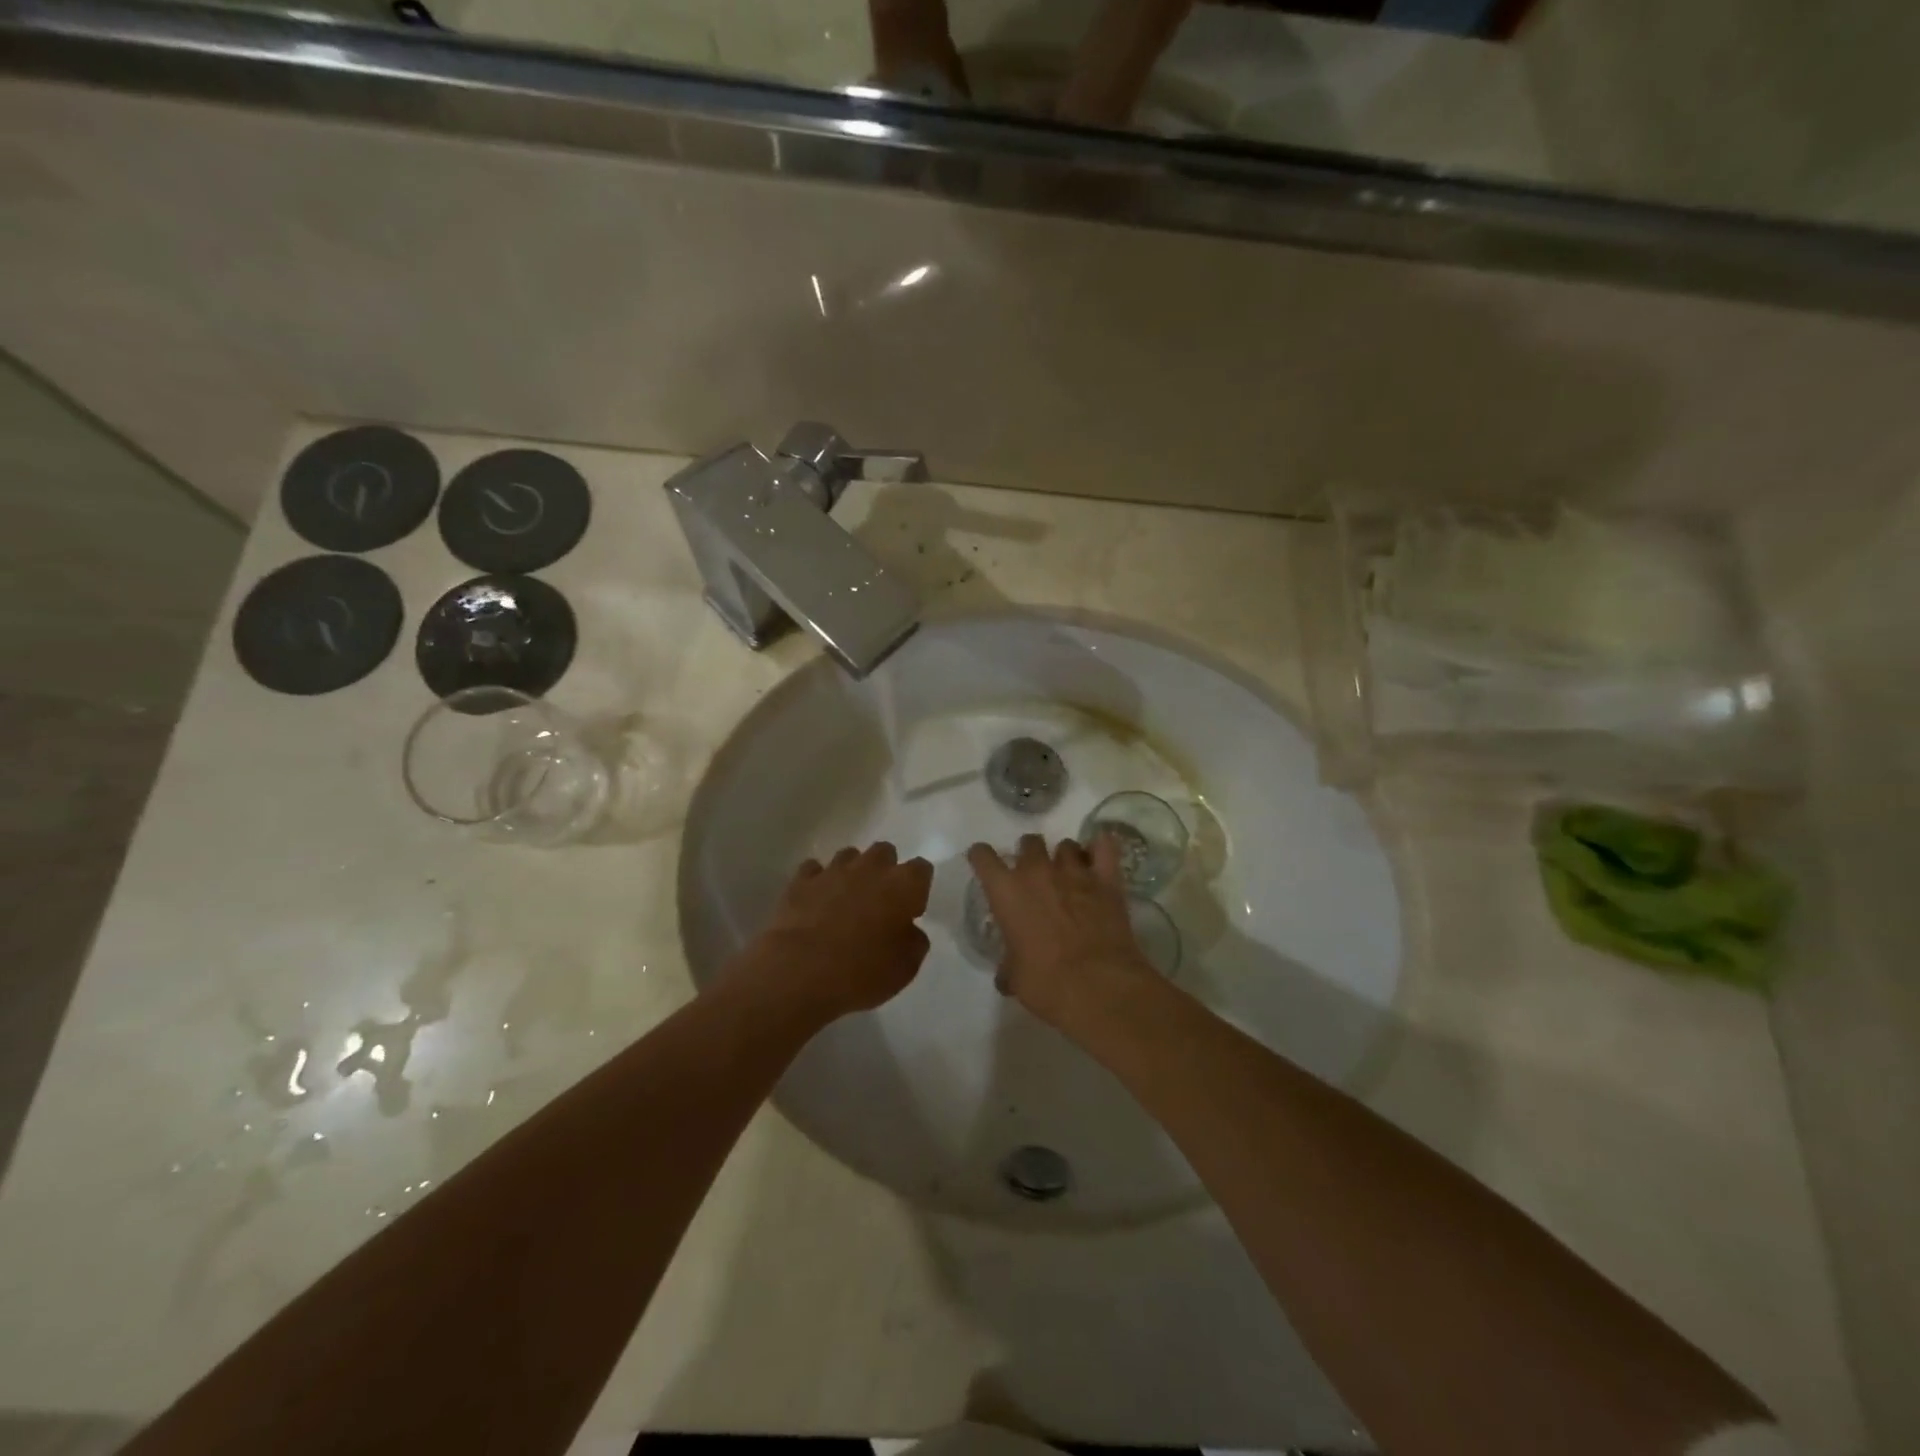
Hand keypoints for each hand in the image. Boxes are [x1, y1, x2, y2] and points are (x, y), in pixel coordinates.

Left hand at [743, 843, 933, 1019]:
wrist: (800, 972)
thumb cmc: (862, 972)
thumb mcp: (906, 967)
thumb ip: (914, 941)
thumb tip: (909, 929)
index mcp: (904, 885)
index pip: (922, 869)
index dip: (918, 887)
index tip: (912, 909)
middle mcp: (871, 868)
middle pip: (885, 852)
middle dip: (885, 870)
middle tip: (880, 901)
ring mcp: (833, 870)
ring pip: (849, 856)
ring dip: (852, 872)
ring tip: (846, 899)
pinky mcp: (801, 881)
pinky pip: (814, 869)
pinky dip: (818, 881)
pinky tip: (815, 900)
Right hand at [966, 833, 1154, 1028]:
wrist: (1097, 986)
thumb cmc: (1046, 983)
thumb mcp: (1016, 978)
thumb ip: (1008, 967)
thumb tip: (1006, 977)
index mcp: (1006, 892)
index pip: (983, 856)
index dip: (982, 858)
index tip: (985, 865)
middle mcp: (1037, 872)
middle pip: (1029, 842)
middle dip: (1029, 855)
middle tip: (1034, 878)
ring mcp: (1074, 872)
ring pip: (1066, 845)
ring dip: (1064, 857)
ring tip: (1069, 875)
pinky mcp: (1107, 879)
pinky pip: (1104, 847)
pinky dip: (1100, 849)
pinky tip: (1098, 859)